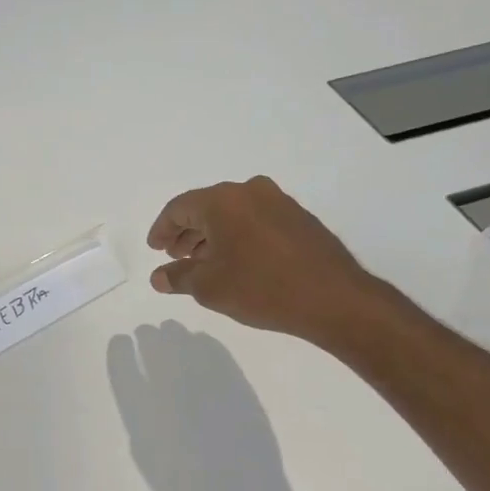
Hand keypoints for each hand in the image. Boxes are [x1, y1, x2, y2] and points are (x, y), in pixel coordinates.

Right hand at [145, 176, 379, 341]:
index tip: (155, 249)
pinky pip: (256, 220)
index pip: (179, 208)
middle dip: (188, 232)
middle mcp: (250, 191)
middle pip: (206, 207)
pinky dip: (239, 236)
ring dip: (213, 235)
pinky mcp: (300, 218)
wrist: (334, 299)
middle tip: (176, 256)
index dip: (162, 229)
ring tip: (204, 263)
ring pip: (233, 213)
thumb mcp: (210, 287)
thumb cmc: (261, 288)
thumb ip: (179, 277)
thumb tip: (159, 276)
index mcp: (223, 201)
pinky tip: (238, 261)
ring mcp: (279, 202)